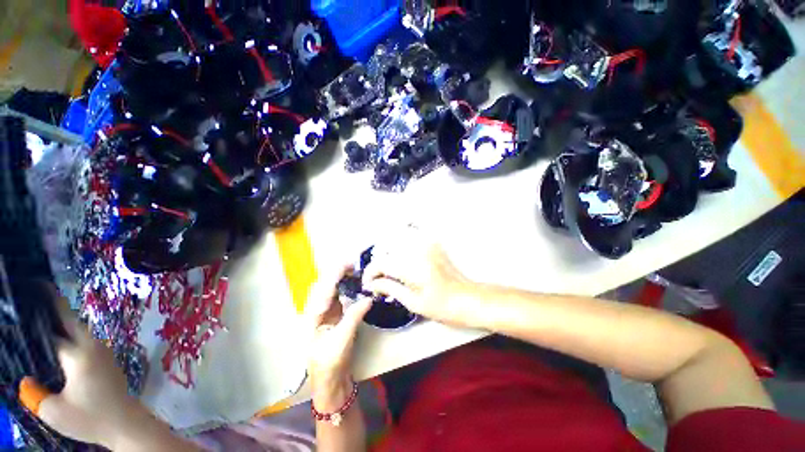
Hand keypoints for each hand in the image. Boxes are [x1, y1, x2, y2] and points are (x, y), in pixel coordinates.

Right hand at [19, 301, 152, 448]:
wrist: (126, 424)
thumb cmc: (90, 418)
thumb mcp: (54, 411)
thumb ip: (35, 393)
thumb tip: (26, 378)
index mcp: (79, 354)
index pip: (54, 330)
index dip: (40, 316)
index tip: (31, 295)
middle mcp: (93, 347)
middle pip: (71, 321)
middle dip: (55, 306)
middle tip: (38, 292)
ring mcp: (103, 352)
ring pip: (80, 331)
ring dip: (64, 322)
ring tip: (44, 317)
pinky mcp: (107, 360)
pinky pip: (86, 342)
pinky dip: (72, 336)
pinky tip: (60, 343)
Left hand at [304, 266, 371, 410]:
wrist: (329, 381)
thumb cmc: (330, 363)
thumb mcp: (342, 340)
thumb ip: (354, 316)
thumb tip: (368, 297)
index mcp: (313, 314)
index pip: (324, 287)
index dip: (336, 273)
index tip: (350, 263)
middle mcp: (316, 309)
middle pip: (325, 283)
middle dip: (339, 271)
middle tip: (356, 264)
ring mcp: (325, 311)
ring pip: (332, 288)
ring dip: (343, 277)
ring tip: (357, 270)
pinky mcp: (333, 315)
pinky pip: (339, 295)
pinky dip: (347, 287)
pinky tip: (356, 284)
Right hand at [362, 228, 471, 325]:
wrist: (468, 298)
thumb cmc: (443, 306)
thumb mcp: (413, 302)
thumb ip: (390, 288)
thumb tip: (372, 284)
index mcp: (412, 266)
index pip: (381, 263)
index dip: (370, 273)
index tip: (369, 285)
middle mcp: (418, 250)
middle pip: (387, 250)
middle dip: (379, 266)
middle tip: (379, 281)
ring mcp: (427, 245)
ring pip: (397, 241)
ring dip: (389, 256)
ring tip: (390, 272)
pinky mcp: (433, 245)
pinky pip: (411, 239)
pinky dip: (401, 248)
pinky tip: (402, 261)